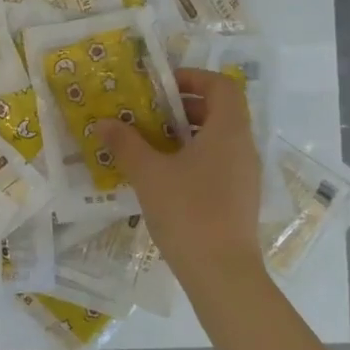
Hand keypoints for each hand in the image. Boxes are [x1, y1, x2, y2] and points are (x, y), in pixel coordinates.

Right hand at [95, 68, 265, 281]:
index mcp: (228, 131)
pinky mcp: (239, 198)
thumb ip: (126, 144)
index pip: (222, 86)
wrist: (221, 271)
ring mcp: (244, 175)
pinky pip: (218, 163)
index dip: (194, 78)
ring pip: (218, 139)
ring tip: (150, 144)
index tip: (162, 86)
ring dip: (186, 134)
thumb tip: (104, 122)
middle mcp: (243, 147)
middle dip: (183, 107)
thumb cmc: (187, 211)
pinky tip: (164, 176)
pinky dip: (193, 158)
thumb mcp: (148, 173)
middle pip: (220, 111)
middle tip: (148, 114)